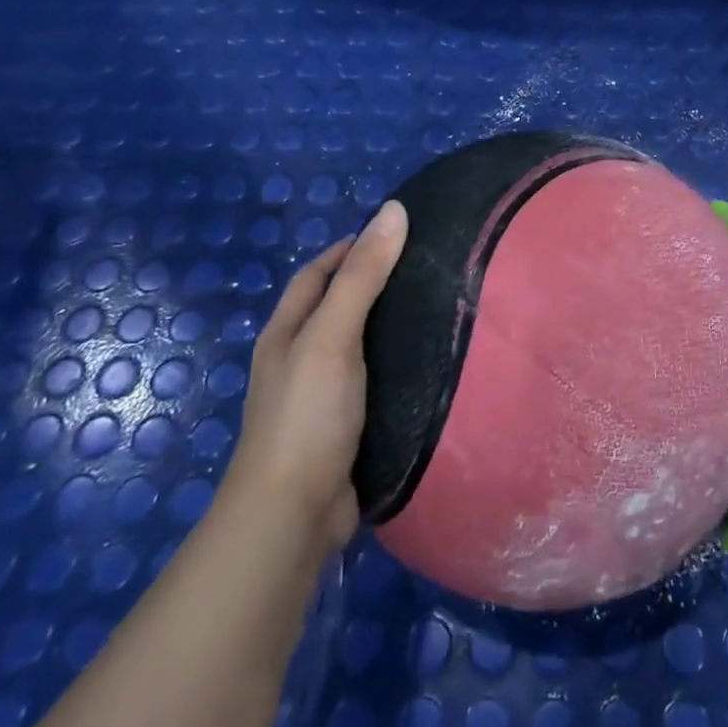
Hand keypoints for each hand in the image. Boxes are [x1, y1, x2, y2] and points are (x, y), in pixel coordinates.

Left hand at [225, 201, 407, 561]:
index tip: (395, 234)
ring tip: (441, 309)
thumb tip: (394, 210)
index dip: (348, 249)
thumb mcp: (332, 335)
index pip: (316, 275)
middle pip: (337, 308)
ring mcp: (321, 398)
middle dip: (375, 285)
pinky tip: (432, 364)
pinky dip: (400, 368)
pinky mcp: (346, 429)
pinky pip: (376, 383)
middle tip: (429, 269)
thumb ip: (363, 276)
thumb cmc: (307, 414)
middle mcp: (299, 361)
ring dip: (391, 328)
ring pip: (361, 347)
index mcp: (286, 334)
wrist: (293, 516)